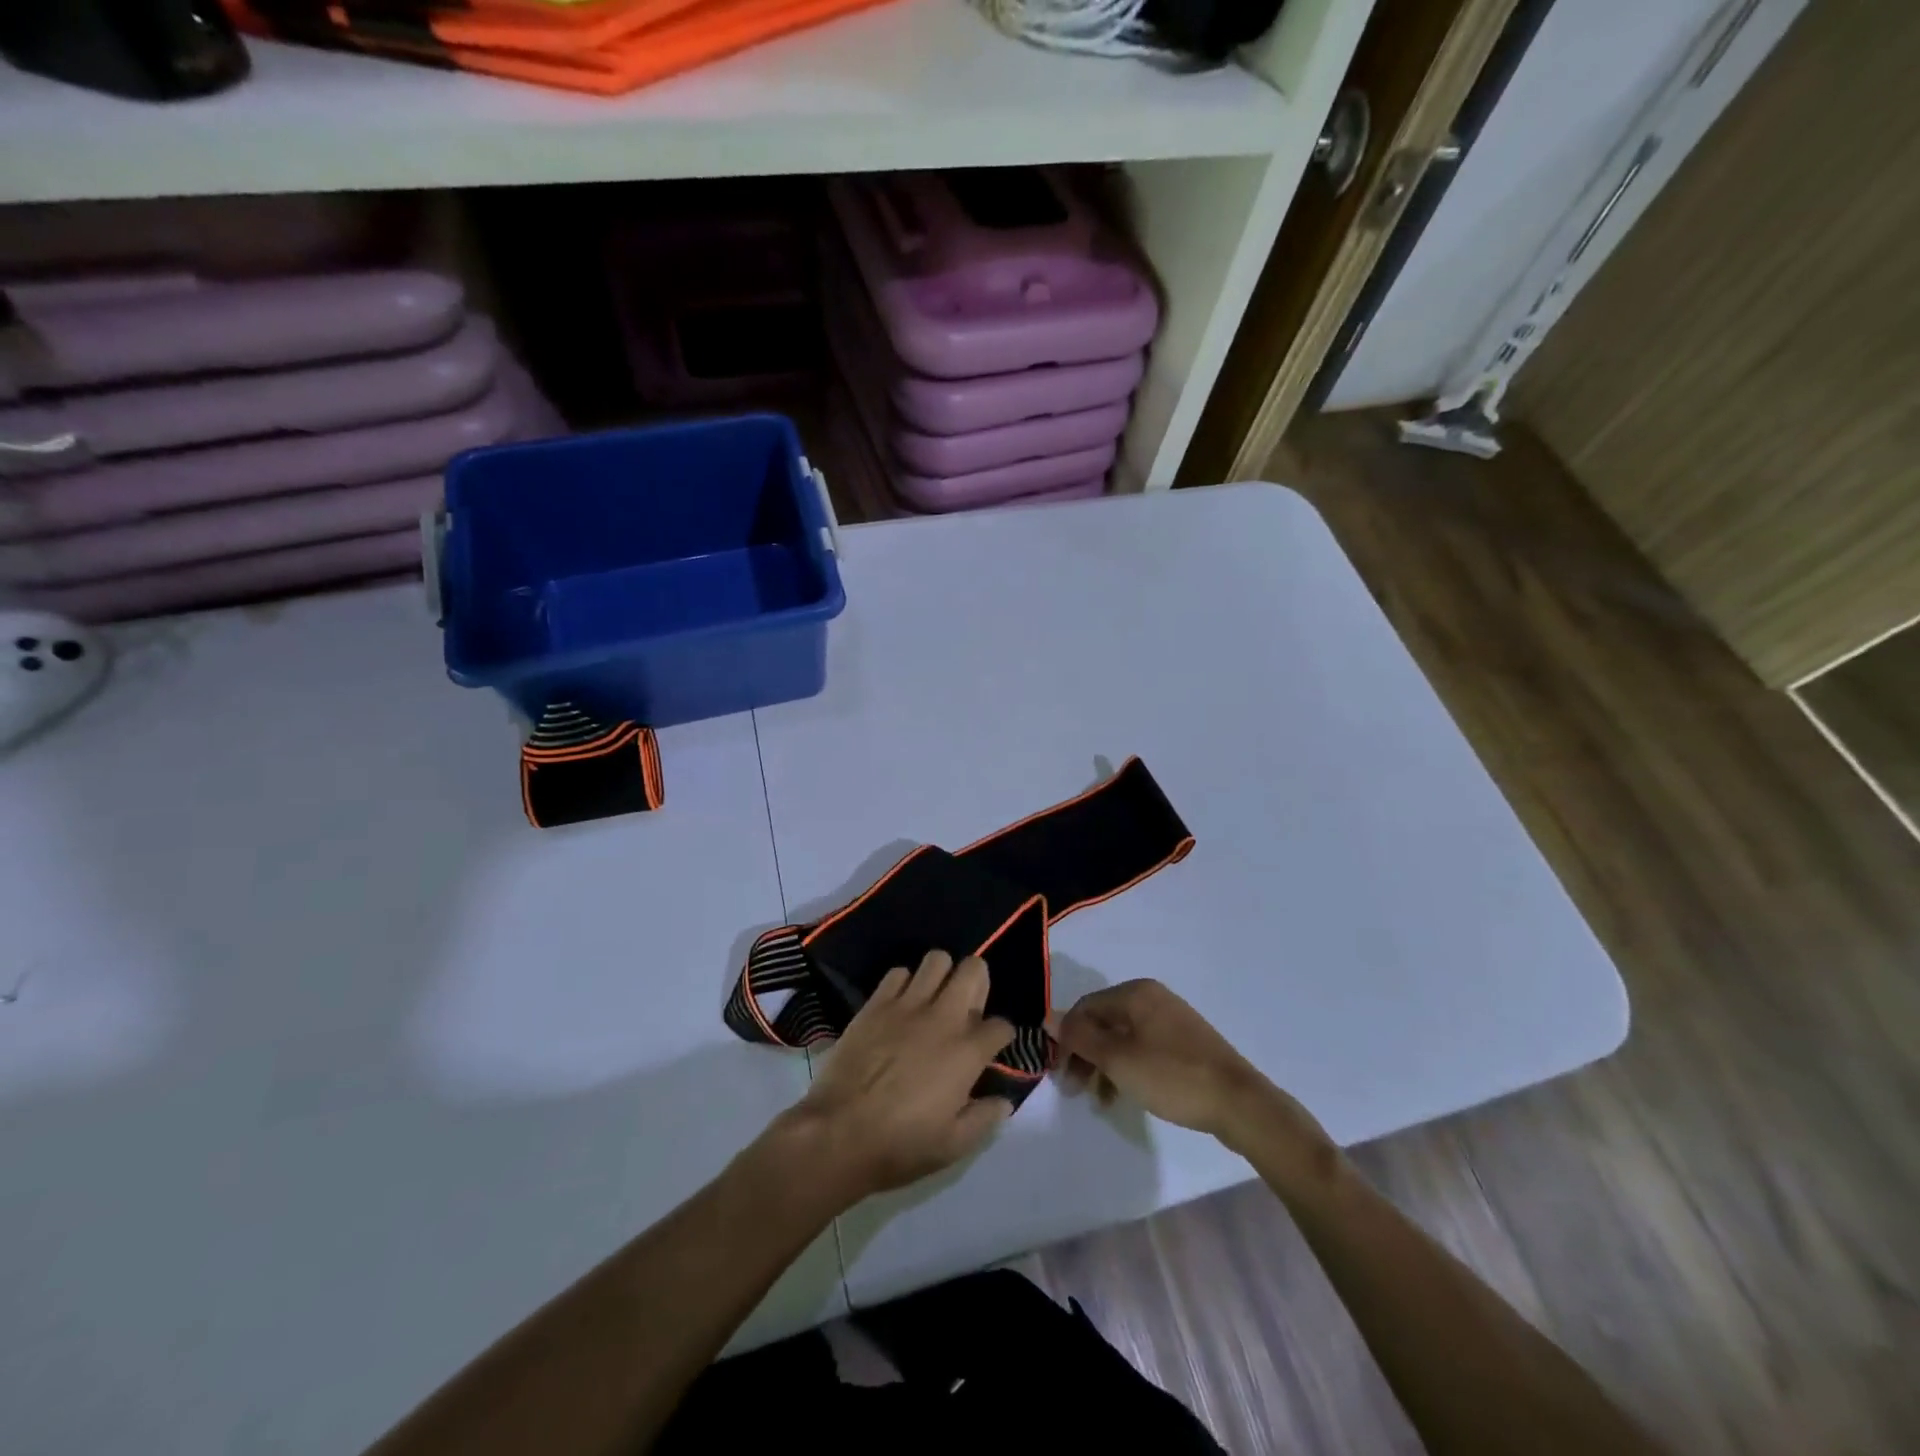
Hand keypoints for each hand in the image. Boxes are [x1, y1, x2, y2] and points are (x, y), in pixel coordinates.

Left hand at [782, 951, 1015, 1203]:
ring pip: (937, 959)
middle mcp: (943, 1017)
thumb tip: (1003, 1100)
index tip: (991, 1048)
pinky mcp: (876, 1003)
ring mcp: (907, 1005)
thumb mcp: (954, 1145)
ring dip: (942, 974)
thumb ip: (985, 1118)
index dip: (1001, 1036)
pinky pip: (898, 972)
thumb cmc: (900, 1145)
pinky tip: (901, 1005)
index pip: (1001, 1025)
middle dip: (978, 982)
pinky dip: (904, 983)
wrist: (838, 1133)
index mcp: (967, 1052)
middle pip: (974, 969)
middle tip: (968, 1006)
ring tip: (935, 997)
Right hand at [1054, 979, 1325, 1155]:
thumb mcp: (1118, 1060)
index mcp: (1135, 993)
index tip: (1060, 1073)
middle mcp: (1152, 997)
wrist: (1239, 1103)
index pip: (1085, 1007)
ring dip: (1104, 1064)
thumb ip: (1081, 1037)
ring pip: (1122, 1037)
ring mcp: (1171, 1019)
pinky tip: (1124, 1093)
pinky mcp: (1185, 1042)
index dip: (1067, 1038)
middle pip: (1103, 1021)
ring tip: (1099, 1099)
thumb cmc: (1172, 1076)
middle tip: (1075, 1089)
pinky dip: (1127, 1067)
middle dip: (1085, 1053)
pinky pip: (1143, 1047)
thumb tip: (1048, 1016)